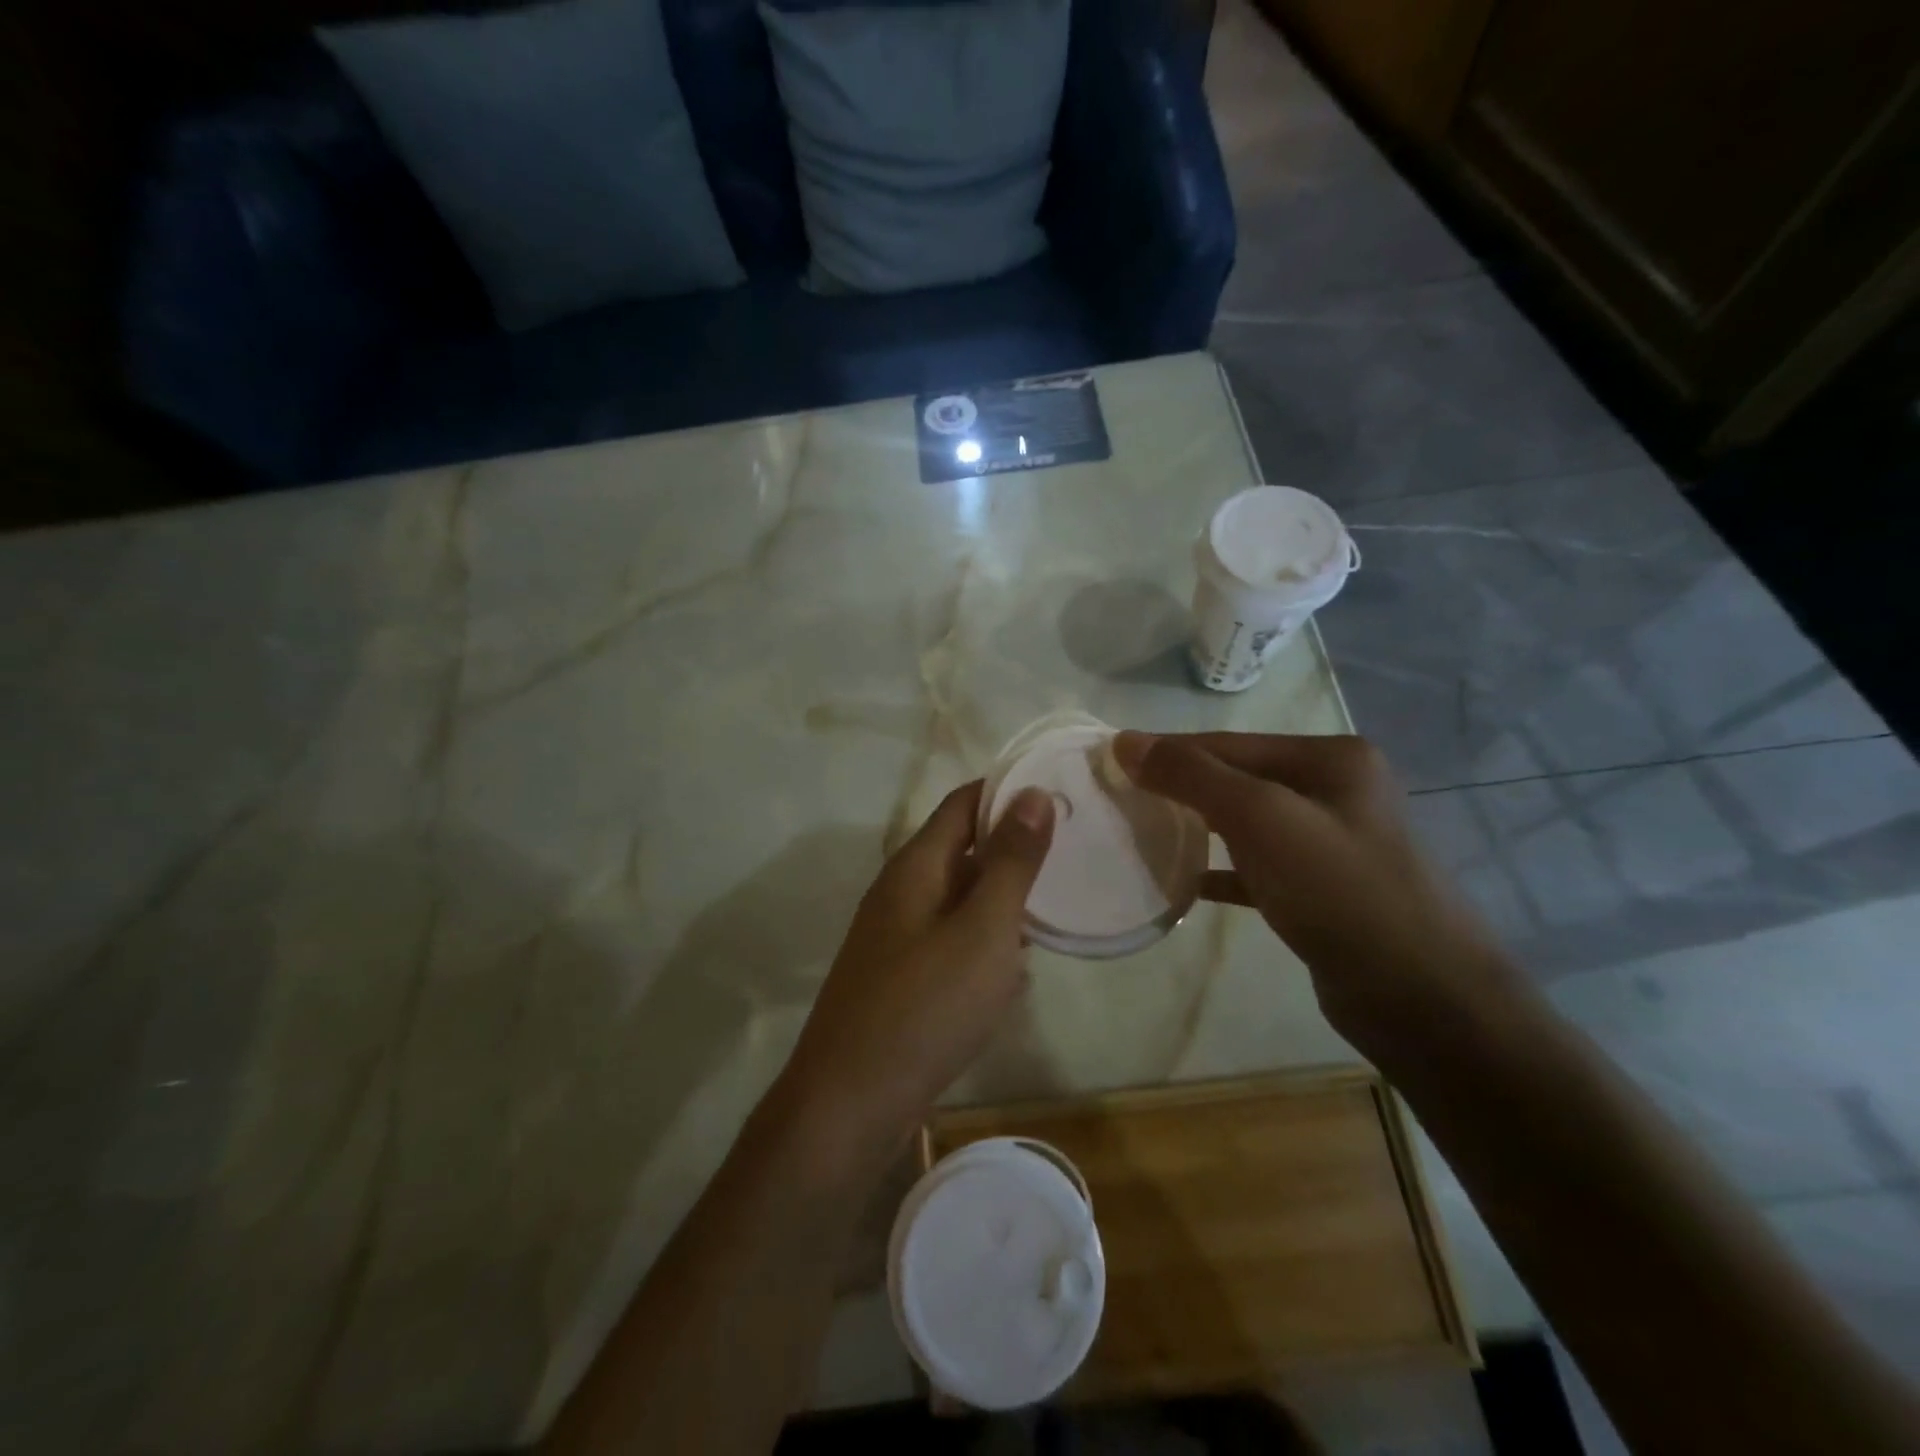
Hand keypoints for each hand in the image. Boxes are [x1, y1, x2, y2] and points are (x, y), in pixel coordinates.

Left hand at [777, 781, 1054, 1160]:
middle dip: (1014, 847)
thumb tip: (1033, 793)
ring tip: (1057, 904)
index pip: (964, 802)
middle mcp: (902, 891)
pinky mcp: (903, 977)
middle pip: (963, 848)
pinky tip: (1017, 967)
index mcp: (916, 866)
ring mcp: (898, 936)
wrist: (850, 1104)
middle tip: (1074, 850)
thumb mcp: (982, 929)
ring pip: (961, 898)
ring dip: (1003, 898)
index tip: (1061, 792)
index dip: (1009, 791)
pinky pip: (953, 941)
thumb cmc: (925, 1007)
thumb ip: (1010, 862)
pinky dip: (986, 942)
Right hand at [1112, 731, 1522, 1058]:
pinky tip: (1184, 882)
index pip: (1229, 743)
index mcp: (1330, 758)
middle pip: (1236, 778)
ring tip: (1141, 833)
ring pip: (1244, 823)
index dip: (1168, 751)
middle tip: (1119, 800)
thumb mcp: (1261, 818)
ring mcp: (1330, 843)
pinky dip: (1220, 870)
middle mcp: (1334, 791)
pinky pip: (1256, 868)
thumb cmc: (1340, 890)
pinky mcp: (1320, 891)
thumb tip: (1126, 742)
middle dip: (1179, 788)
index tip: (1110, 761)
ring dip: (1195, 827)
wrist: (1421, 997)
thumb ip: (1192, 775)